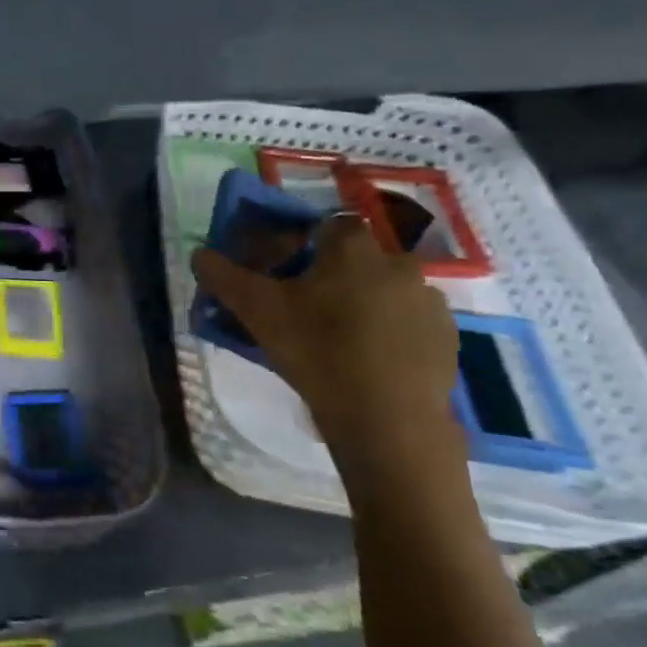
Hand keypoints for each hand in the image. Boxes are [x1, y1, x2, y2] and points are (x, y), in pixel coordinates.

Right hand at [191, 215, 465, 499]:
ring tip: (337, 341)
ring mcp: (429, 301)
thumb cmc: (317, 352)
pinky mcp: (447, 338)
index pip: (328, 225)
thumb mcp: (257, 312)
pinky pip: (409, 323)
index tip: (285, 273)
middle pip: (358, 259)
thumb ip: (224, 276)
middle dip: (334, 276)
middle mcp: (398, 263)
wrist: (388, 420)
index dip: (304, 244)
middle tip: (306, 311)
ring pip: (386, 291)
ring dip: (364, 304)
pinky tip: (368, 362)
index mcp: (353, 249)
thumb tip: (199, 254)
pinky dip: (390, 333)